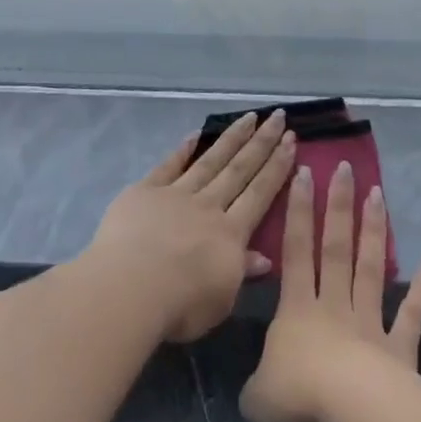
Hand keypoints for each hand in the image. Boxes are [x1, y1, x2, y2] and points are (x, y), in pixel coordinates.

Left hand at [85, 110, 296, 342]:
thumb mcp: (221, 301)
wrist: (129, 288)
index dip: (277, 167)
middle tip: (278, 117)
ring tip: (249, 116)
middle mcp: (208, 206)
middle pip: (239, 169)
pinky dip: (183, 149)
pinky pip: (169, 165)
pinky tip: (196, 134)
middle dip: (261, 142)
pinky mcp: (146, 191)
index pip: (260, 193)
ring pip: (210, 160)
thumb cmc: (179, 305)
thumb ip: (241, 273)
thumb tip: (264, 257)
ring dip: (232, 138)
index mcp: (230, 234)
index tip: (291, 141)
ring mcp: (177, 194)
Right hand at [240, 162, 420, 421]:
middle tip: (346, 168)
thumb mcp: (258, 396)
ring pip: (370, 268)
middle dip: (339, 206)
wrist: (352, 412)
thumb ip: (257, 384)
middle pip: (336, 247)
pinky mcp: (399, 348)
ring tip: (378, 194)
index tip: (305, 173)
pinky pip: (410, 314)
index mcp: (296, 310)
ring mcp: (369, 323)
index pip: (296, 251)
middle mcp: (333, 306)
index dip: (298, 212)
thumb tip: (258, 387)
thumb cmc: (298, 395)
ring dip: (373, 231)